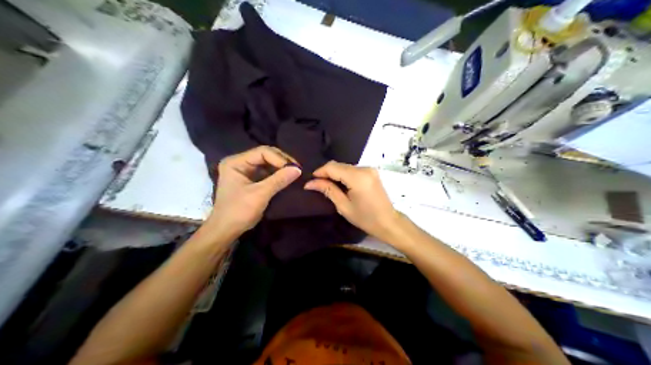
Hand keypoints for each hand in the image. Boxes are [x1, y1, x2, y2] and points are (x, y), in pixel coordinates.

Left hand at [205, 145, 302, 238]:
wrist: (225, 231)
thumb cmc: (239, 211)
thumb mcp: (260, 195)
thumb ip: (279, 180)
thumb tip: (298, 169)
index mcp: (235, 162)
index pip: (262, 152)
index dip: (280, 159)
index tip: (295, 169)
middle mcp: (239, 162)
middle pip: (265, 155)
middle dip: (282, 162)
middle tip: (298, 170)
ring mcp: (244, 171)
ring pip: (267, 163)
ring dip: (281, 168)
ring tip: (295, 173)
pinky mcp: (249, 179)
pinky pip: (266, 172)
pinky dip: (277, 175)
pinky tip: (287, 178)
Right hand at [305, 160, 401, 240]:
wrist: (388, 222)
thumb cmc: (365, 218)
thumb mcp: (343, 206)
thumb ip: (328, 190)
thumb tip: (310, 183)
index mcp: (358, 177)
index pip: (333, 167)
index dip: (320, 172)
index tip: (310, 181)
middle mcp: (364, 169)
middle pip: (339, 165)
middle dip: (326, 173)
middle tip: (316, 185)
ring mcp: (370, 169)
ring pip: (345, 166)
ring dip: (335, 174)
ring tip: (326, 186)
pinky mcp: (372, 172)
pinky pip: (352, 170)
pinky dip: (344, 175)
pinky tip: (339, 185)